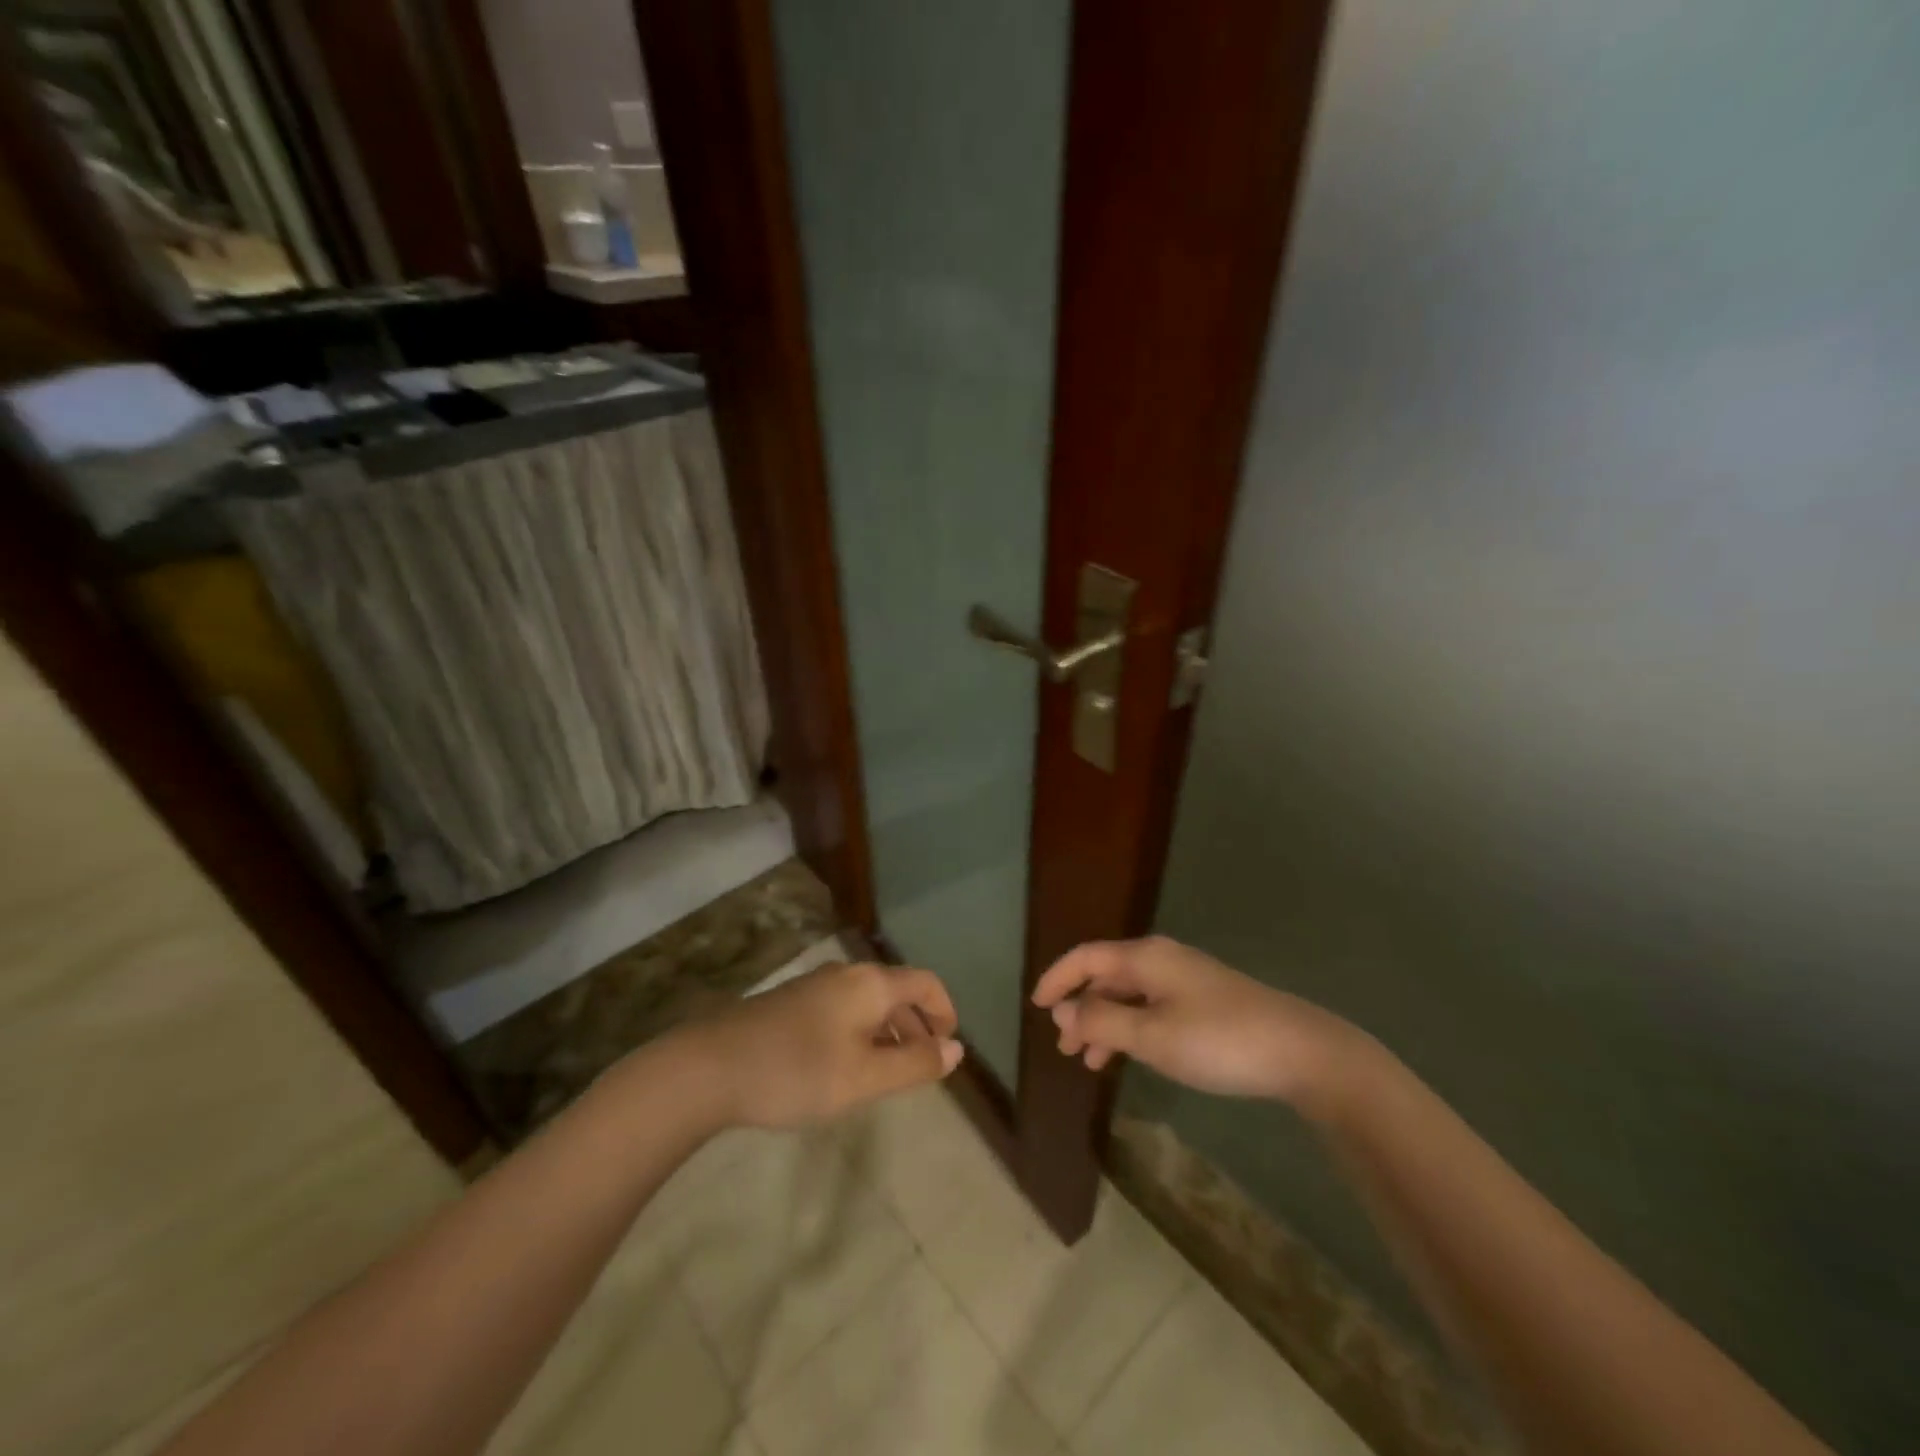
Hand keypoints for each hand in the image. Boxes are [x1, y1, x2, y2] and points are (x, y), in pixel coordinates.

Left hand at [691, 960, 964, 1128]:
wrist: (710, 1067)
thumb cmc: (797, 1071)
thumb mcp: (865, 1077)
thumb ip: (914, 1064)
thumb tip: (956, 1050)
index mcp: (870, 984)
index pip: (925, 983)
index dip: (944, 1011)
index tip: (949, 1047)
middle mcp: (846, 975)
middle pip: (897, 990)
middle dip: (917, 1025)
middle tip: (922, 1066)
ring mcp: (815, 986)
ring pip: (868, 1002)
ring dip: (888, 1031)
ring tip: (887, 1072)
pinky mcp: (791, 1003)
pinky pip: (843, 1010)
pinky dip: (861, 1032)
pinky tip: (845, 1067)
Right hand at [1032, 936, 1366, 1111]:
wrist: (1300, 1052)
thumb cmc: (1218, 1040)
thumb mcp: (1152, 1036)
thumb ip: (1103, 1021)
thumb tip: (1062, 1010)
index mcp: (1145, 958)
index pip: (1086, 957)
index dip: (1057, 978)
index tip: (1036, 1006)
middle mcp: (1161, 960)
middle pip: (1106, 976)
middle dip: (1080, 1007)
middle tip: (1064, 1046)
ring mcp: (1185, 980)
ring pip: (1129, 995)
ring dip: (1105, 1023)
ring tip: (1090, 1061)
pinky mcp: (1203, 1001)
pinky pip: (1151, 1007)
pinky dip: (1131, 1028)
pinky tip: (1130, 1055)